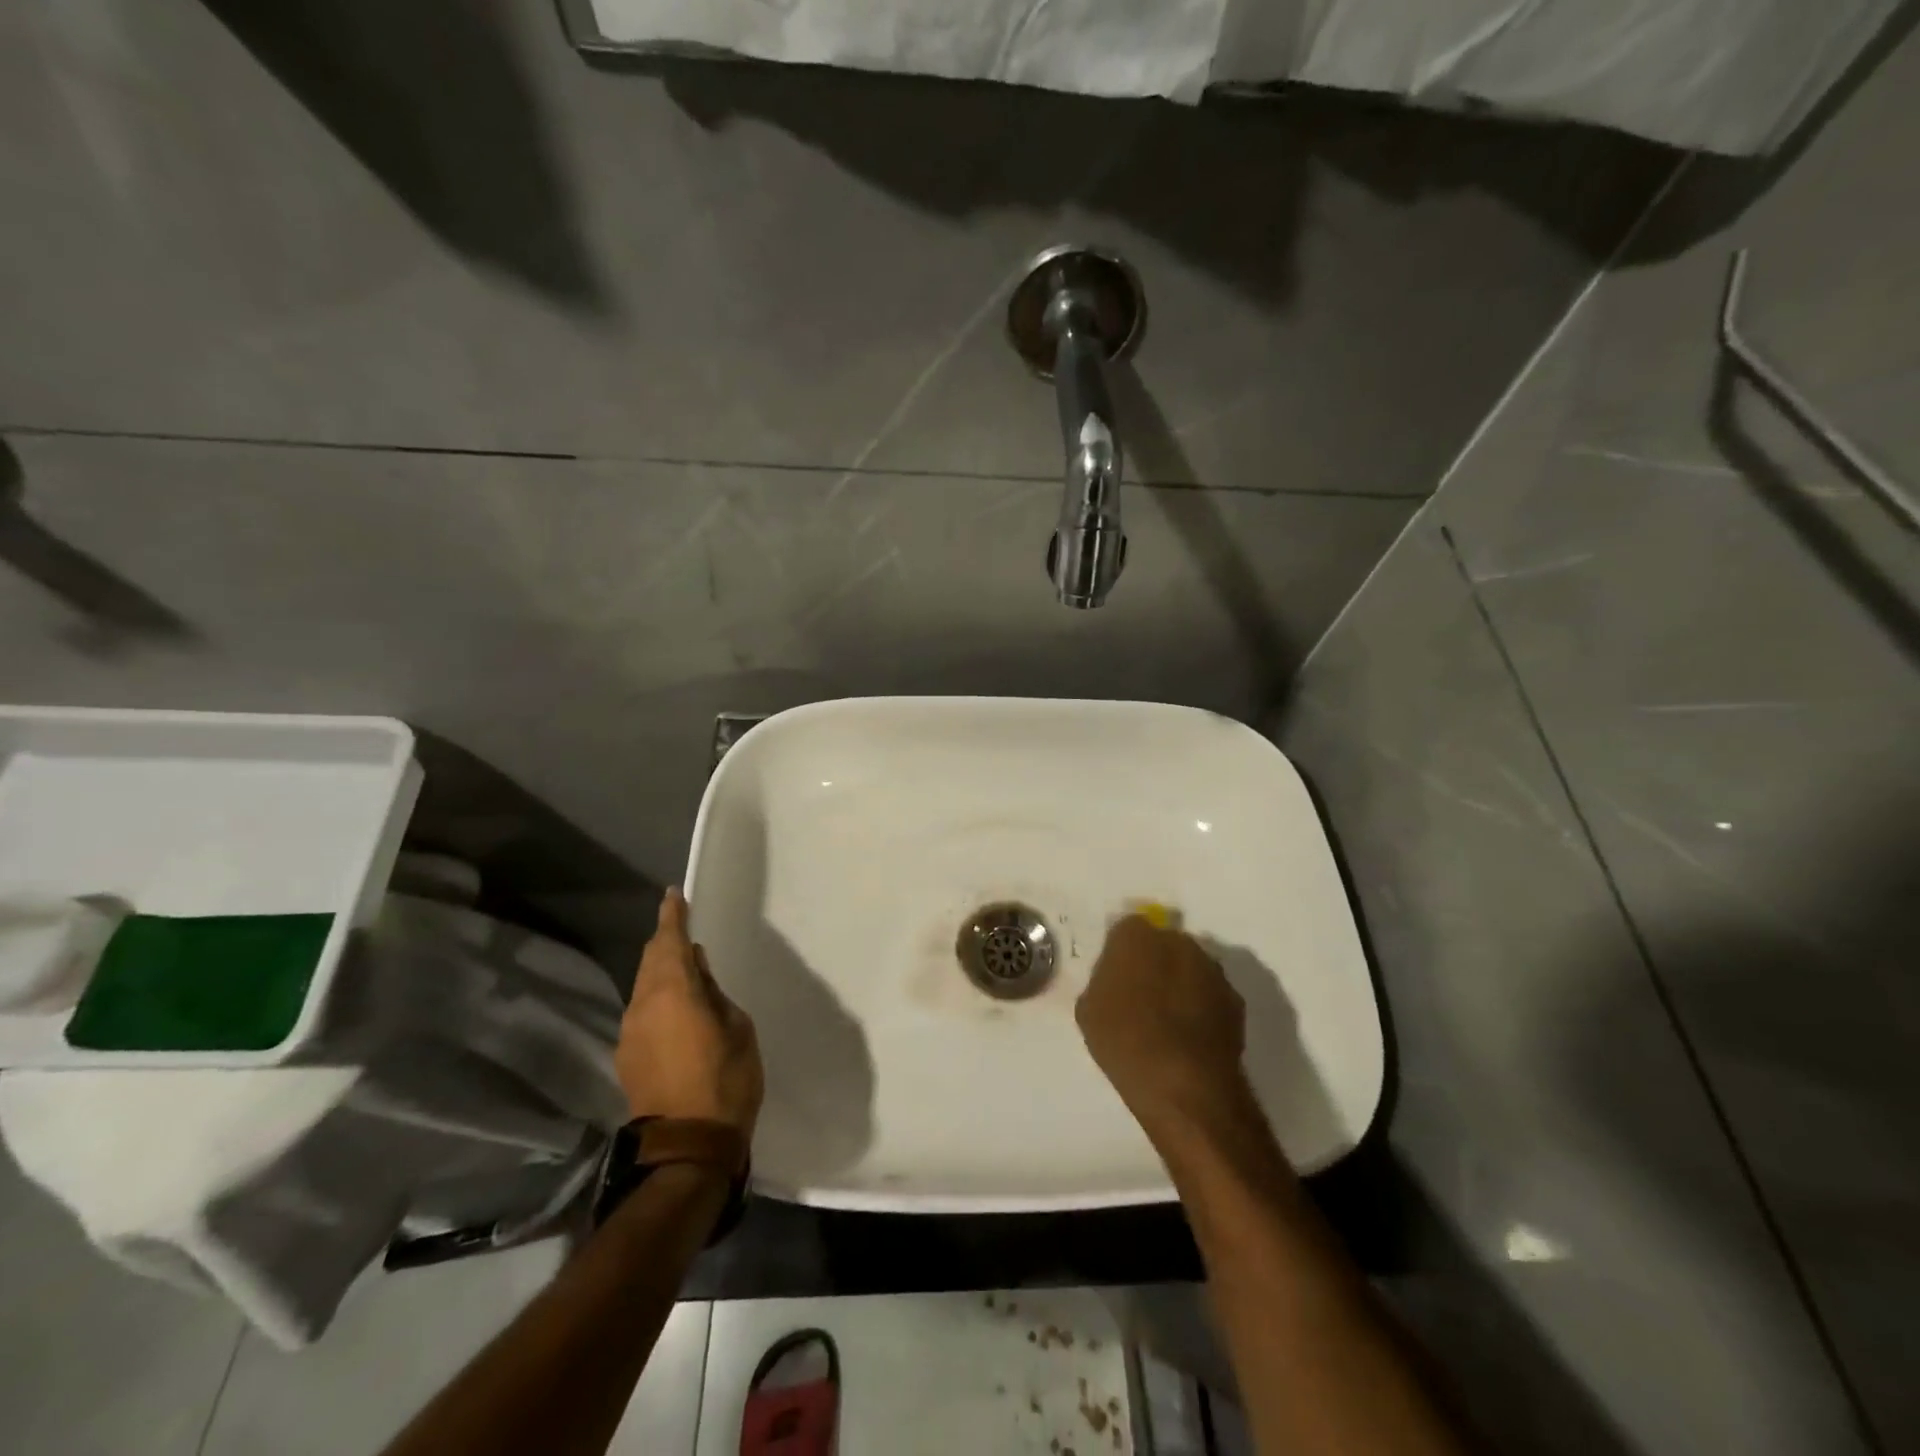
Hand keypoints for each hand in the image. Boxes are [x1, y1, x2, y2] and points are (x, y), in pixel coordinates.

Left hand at [616, 888, 762, 1136]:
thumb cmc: (725, 1080)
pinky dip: (656, 999)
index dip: (672, 915)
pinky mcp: (626, 1057)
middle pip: (650, 960)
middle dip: (664, 941)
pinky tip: (674, 1009)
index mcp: (673, 991)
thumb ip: (714, 993)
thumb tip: (697, 973)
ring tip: (683, 969)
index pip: (669, 941)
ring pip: (643, 987)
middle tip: (681, 929)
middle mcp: (642, 1005)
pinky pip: (642, 1012)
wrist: (686, 1147)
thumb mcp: (737, 1028)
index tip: (673, 895)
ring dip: (660, 972)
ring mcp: (629, 1032)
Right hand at [1076, 914, 1255, 1141]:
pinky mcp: (1235, 999)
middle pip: (1162, 943)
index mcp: (1136, 936)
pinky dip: (1202, 1008)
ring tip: (1169, 1021)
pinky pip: (1211, 995)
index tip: (1117, 977)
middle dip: (1154, 962)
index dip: (1121, 952)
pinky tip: (1190, 1037)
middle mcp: (1178, 941)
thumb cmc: (1124, 1042)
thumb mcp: (1089, 1009)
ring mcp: (1211, 969)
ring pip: (1190, 967)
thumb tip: (1118, 978)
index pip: (1126, 928)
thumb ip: (1104, 980)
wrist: (1184, 1086)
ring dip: (1181, 984)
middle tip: (1142, 996)